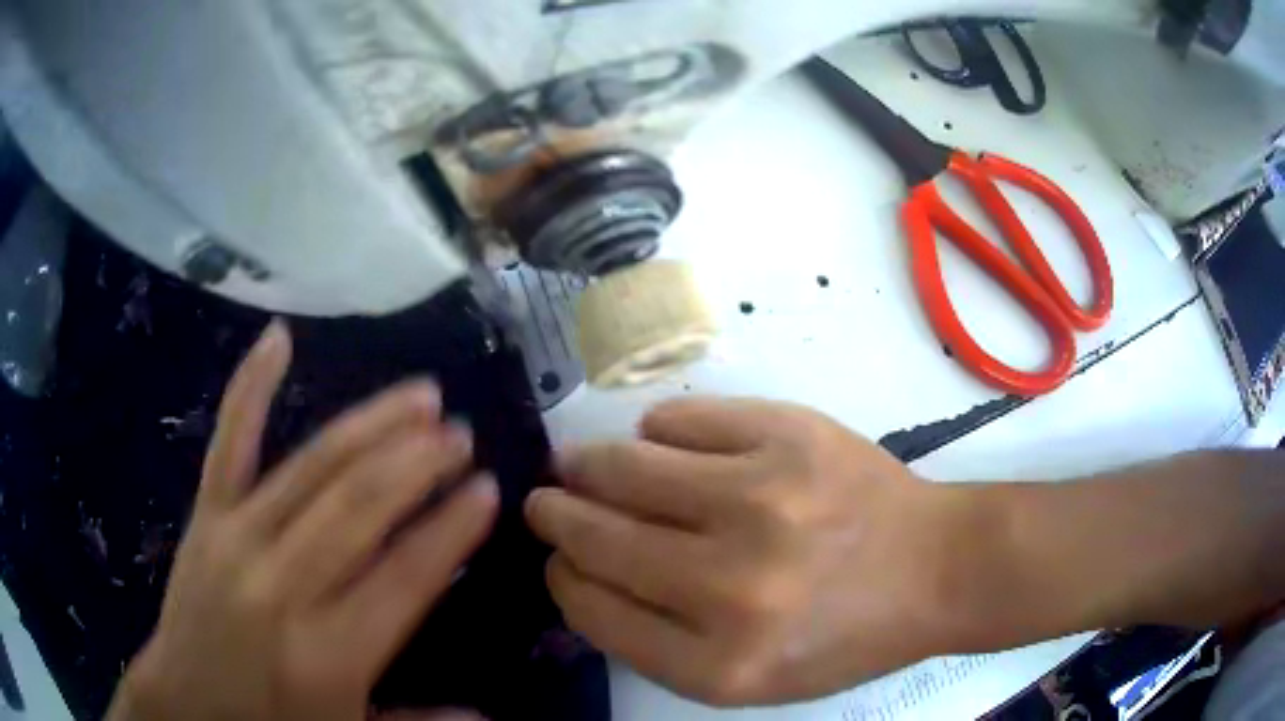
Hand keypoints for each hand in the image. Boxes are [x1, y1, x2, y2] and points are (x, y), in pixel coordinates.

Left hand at [108, 322, 498, 720]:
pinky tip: (278, 338)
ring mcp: (237, 538)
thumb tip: (490, 716)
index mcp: (329, 652)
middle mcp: (283, 586)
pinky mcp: (206, 514)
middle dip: (418, 464)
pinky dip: (251, 386)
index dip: (451, 529)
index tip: (488, 488)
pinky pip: (229, 440)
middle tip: (460, 432)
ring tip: (419, 393)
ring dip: (371, 425)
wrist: (185, 699)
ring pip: (311, 467)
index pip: (404, 576)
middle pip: (359, 508)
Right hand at [525, 398, 965, 705]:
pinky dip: (655, 431)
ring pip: (624, 467)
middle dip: (555, 514)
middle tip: (545, 499)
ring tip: (578, 463)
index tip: (558, 559)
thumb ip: (655, 640)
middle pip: (597, 536)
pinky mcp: (789, 436)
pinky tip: (658, 442)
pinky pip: (678, 420)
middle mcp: (732, 588)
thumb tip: (580, 571)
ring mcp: (763, 501)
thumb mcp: (745, 676)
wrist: (934, 569)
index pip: (592, 608)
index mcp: (717, 665)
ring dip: (587, 465)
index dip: (562, 576)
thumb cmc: (840, 634)